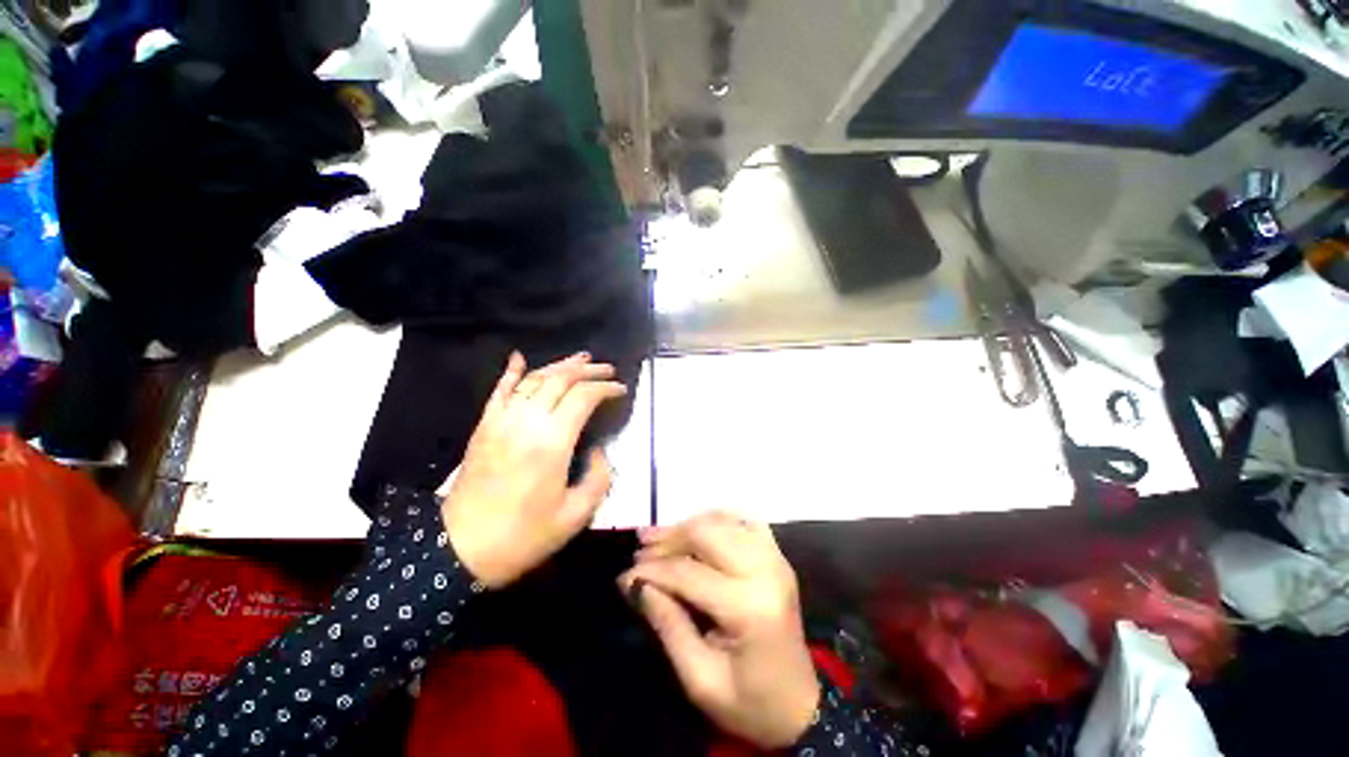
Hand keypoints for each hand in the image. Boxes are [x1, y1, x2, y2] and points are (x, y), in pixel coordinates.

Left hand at [440, 352, 626, 587]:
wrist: (460, 550)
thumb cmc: (523, 536)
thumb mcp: (575, 516)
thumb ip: (598, 478)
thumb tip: (598, 450)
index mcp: (552, 443)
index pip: (583, 397)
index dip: (605, 388)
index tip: (621, 389)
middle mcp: (526, 422)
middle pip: (560, 380)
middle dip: (588, 370)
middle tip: (608, 369)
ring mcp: (501, 420)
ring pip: (533, 379)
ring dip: (560, 365)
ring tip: (582, 359)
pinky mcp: (483, 426)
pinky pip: (499, 390)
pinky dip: (511, 371)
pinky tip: (520, 357)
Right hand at [619, 512, 820, 748]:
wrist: (801, 707)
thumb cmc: (750, 703)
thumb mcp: (700, 679)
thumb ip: (668, 625)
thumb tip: (636, 584)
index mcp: (749, 607)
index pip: (688, 572)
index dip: (651, 572)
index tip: (624, 577)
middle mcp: (765, 570)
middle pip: (706, 533)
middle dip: (668, 538)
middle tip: (640, 550)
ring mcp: (775, 558)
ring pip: (722, 521)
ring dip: (687, 526)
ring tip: (658, 538)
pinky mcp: (777, 555)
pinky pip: (743, 520)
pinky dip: (716, 519)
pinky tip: (697, 529)